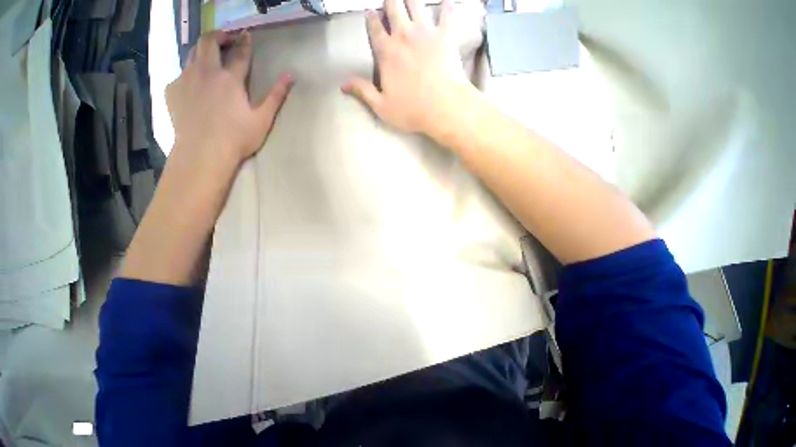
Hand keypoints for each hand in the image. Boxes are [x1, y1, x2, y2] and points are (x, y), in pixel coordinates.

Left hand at [166, 30, 293, 169]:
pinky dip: (190, 73)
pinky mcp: (172, 90)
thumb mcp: (263, 118)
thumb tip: (290, 76)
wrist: (203, 151)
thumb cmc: (238, 137)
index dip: (244, 43)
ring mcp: (185, 79)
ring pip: (191, 54)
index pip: (240, 54)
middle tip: (226, 38)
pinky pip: (181, 74)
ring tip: (209, 56)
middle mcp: (205, 71)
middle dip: (218, 35)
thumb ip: (276, 96)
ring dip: (202, 50)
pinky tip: (196, 85)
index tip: (246, 35)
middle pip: (208, 42)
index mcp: (230, 79)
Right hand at [342, 0, 470, 136]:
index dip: (371, 18)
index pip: (375, 29)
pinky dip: (447, 6)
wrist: (442, 108)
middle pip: (394, 7)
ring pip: (416, 3)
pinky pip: (447, 13)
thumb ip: (363, 92)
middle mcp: (404, 35)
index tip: (370, 11)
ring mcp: (426, 32)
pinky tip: (447, 2)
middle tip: (390, 2)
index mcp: (387, 53)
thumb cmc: (411, 111)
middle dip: (390, 2)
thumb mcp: (382, 107)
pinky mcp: (446, 35)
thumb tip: (343, 84)